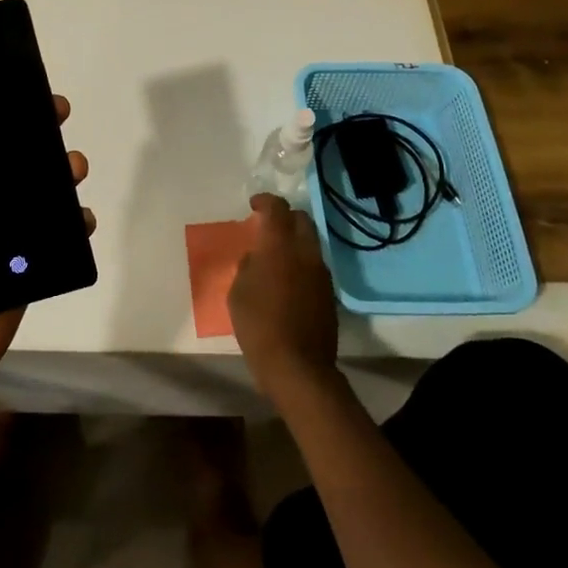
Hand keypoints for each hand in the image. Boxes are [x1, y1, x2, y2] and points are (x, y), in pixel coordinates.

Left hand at [0, 97, 91, 415]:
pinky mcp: (27, 272)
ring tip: (73, 166)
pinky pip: (56, 241)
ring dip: (61, 176)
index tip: (15, 95)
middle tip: (58, 114)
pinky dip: (75, 224)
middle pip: (12, 169)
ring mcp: (4, 244)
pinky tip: (82, 216)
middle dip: (36, 140)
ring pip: (40, 199)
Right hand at [229, 194, 339, 402]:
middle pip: (301, 219)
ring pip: (311, 243)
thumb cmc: (258, 325)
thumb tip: (257, 257)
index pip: (277, 208)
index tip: (253, 205)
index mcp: (279, 246)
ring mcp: (321, 273)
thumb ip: (248, 266)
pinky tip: (288, 281)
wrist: (297, 366)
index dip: (265, 201)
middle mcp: (305, 252)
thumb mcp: (238, 292)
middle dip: (285, 217)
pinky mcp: (329, 293)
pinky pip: (314, 266)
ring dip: (295, 241)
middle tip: (268, 228)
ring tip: (277, 256)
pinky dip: (302, 263)